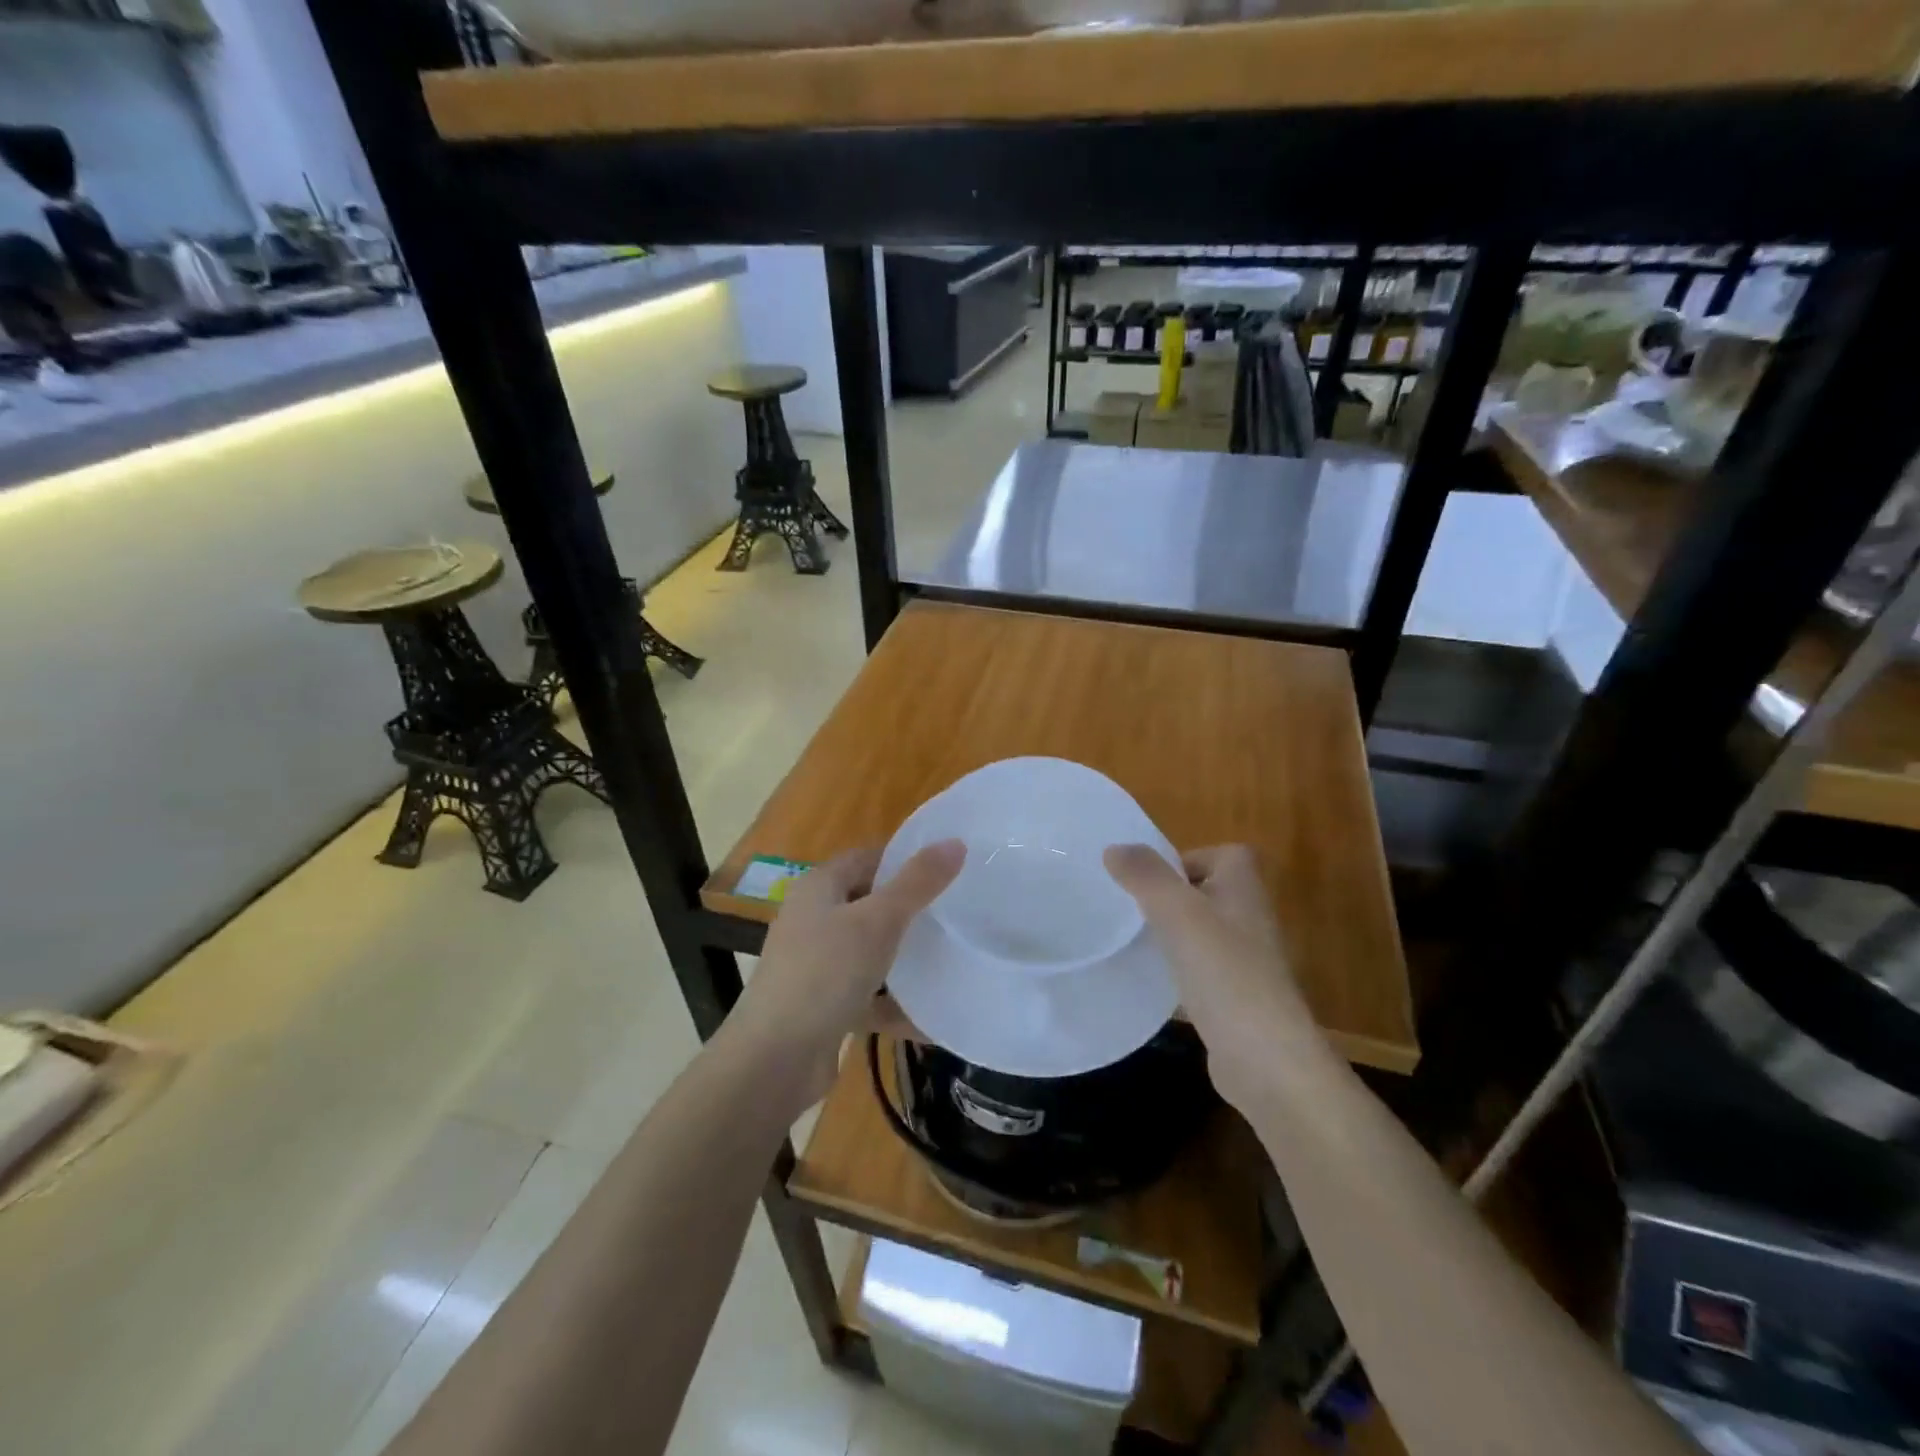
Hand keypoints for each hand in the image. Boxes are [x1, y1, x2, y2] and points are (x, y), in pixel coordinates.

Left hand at [724, 840, 963, 1112]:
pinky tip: (929, 1018)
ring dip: (904, 960)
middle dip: (910, 911)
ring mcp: (816, 964)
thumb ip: (918, 883)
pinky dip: (893, 1005)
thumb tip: (955, 842)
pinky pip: (866, 996)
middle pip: (870, 903)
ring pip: (869, 951)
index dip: (905, 859)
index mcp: (819, 887)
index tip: (948, 868)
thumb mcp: (878, 922)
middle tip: (956, 914)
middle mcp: (813, 919)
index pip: (867, 858)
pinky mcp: (822, 1006)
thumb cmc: (825, 974)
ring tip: (950, 960)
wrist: (774, 1060)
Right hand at [1104, 843, 1321, 1109]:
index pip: (1222, 854)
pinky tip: (1154, 981)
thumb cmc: (1224, 973)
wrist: (1266, 1059)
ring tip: (1135, 941)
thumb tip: (1115, 847)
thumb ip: (1146, 876)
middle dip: (1170, 897)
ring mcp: (1246, 961)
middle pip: (1207, 892)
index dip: (1186, 858)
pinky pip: (1201, 970)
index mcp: (1244, 889)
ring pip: (1202, 932)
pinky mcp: (1236, 998)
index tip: (1150, 879)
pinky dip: (1178, 971)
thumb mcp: (1178, 912)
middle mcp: (1250, 919)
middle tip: (1132, 908)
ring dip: (1172, 934)